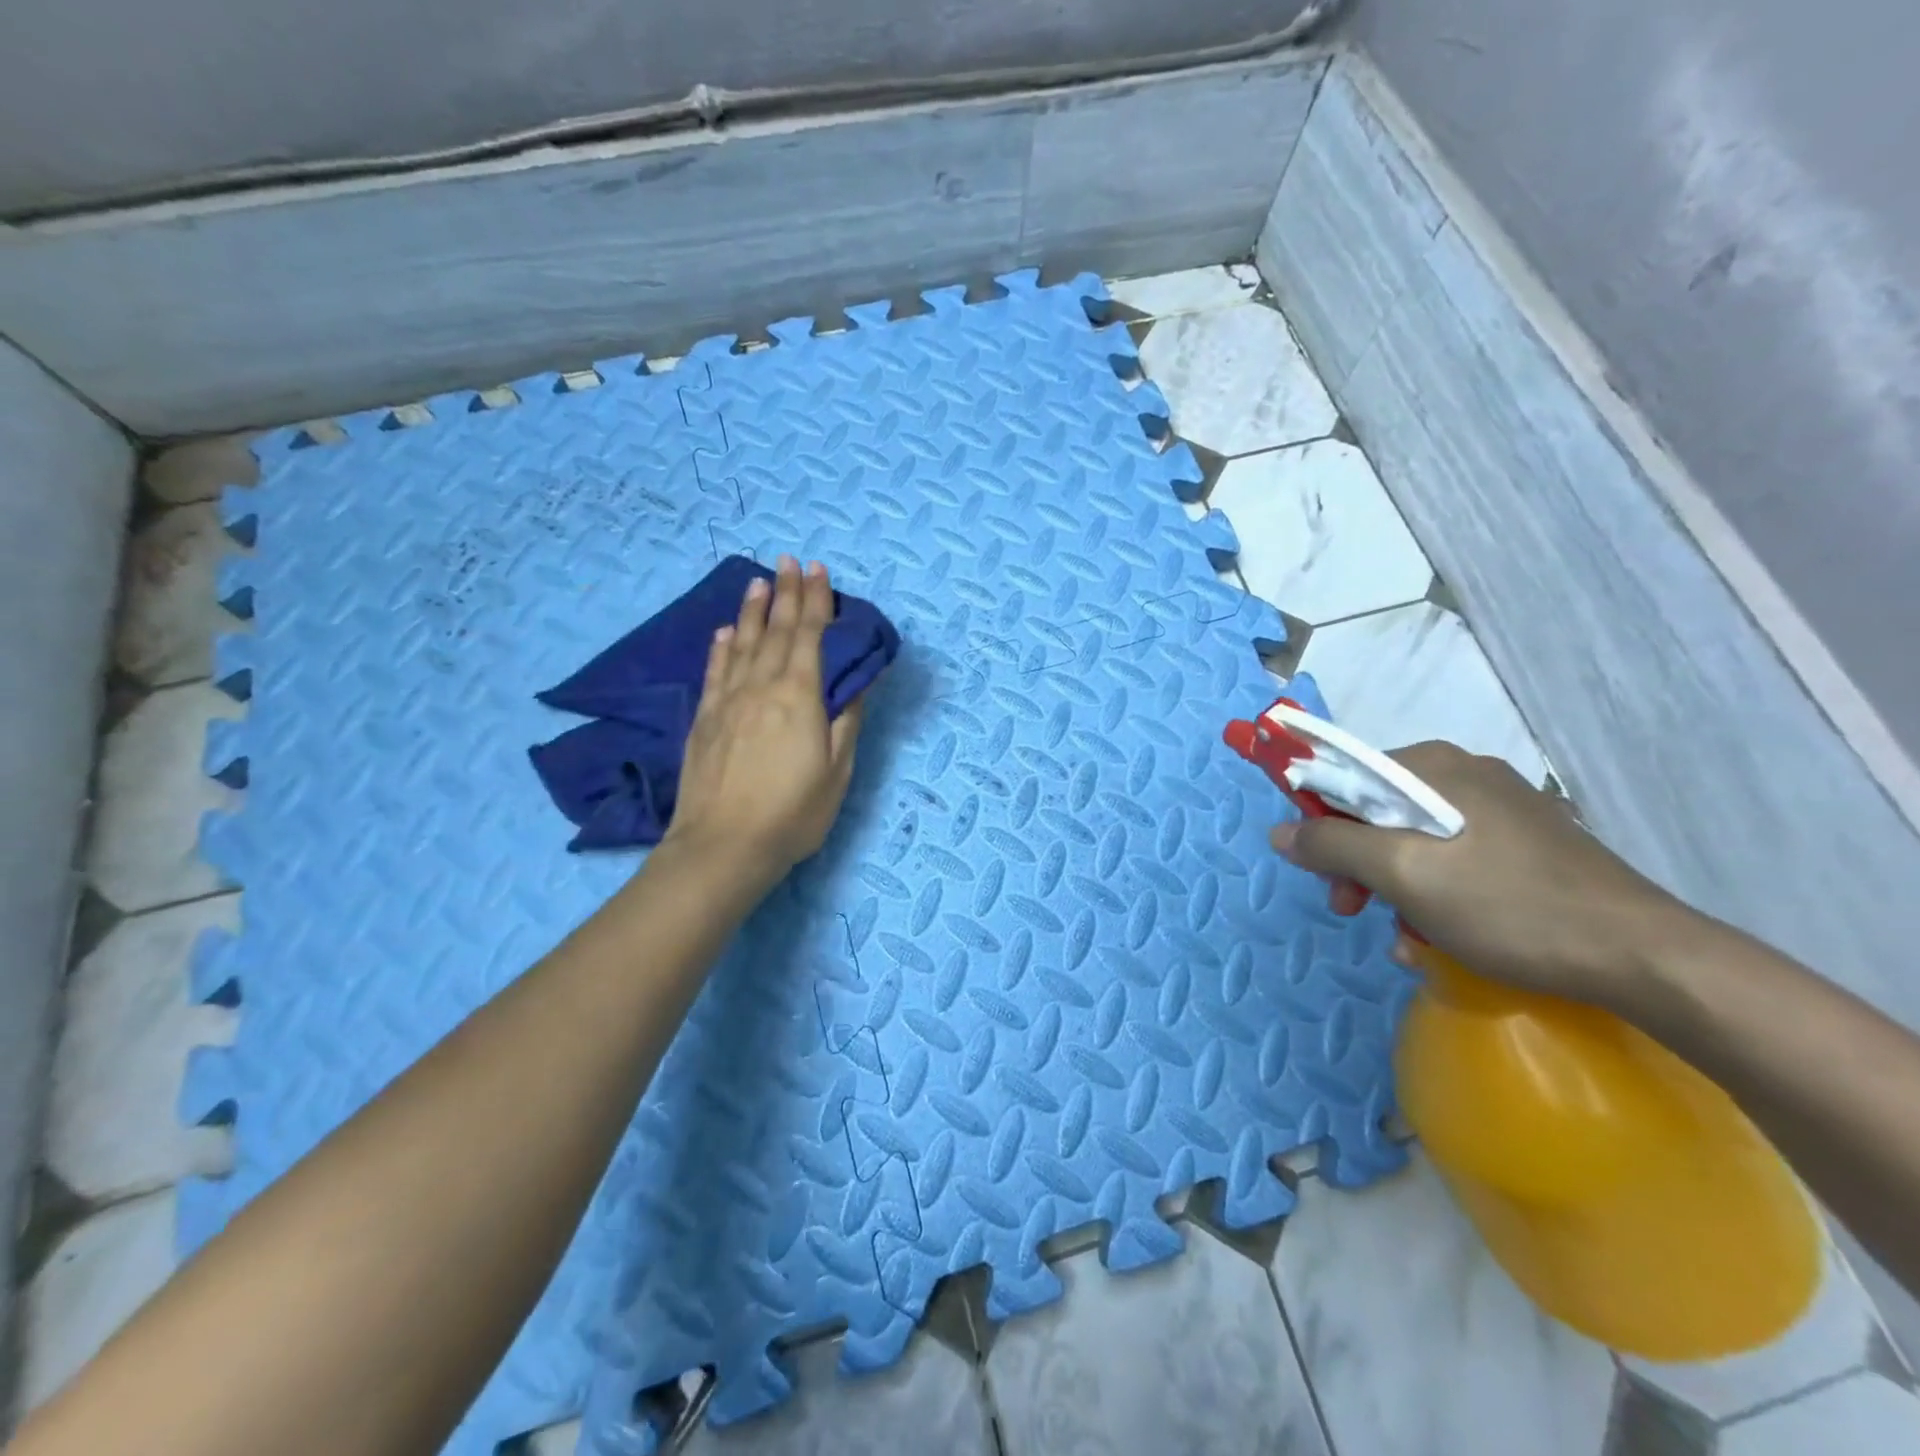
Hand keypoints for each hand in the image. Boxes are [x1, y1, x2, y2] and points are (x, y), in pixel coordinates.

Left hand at [662, 555, 871, 891]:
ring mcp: (728, 701)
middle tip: (789, 561)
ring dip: (751, 610)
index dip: (815, 601)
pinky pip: (715, 671)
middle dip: (785, 593)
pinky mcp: (704, 719)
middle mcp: (761, 686)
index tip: (819, 571)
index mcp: (799, 696)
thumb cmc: (793, 813)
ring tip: (758, 582)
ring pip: (741, 643)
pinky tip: (723, 632)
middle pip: (774, 630)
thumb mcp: (837, 771)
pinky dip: (720, 647)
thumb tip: (858, 682)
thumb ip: (847, 721)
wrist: (723, 846)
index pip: (809, 636)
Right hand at [1269, 742, 1691, 1007]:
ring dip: (1394, 889)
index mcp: (1433, 766)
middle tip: (1353, 909)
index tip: (1319, 871)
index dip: (1319, 822)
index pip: (1344, 776)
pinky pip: (1454, 860)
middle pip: (1377, 811)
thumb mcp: (1403, 875)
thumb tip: (1280, 831)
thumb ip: (1332, 846)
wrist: (1643, 958)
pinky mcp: (1528, 845)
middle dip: (1357, 864)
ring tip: (1406, 937)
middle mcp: (1465, 774)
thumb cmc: (1507, 905)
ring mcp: (1502, 809)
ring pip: (1414, 841)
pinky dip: (1434, 895)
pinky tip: (1440, 938)